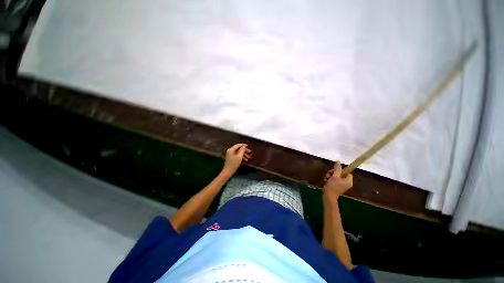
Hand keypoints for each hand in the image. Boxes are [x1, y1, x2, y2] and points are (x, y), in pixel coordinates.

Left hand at [223, 144, 250, 174]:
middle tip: (250, 152)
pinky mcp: (231, 158)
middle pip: (238, 149)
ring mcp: (230, 155)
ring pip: (238, 153)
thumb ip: (242, 151)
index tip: (248, 145)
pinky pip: (237, 155)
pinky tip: (245, 160)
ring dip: (244, 154)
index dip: (243, 145)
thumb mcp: (239, 157)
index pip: (238, 145)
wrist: (228, 171)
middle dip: (244, 150)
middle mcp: (230, 151)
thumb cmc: (234, 164)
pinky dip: (241, 157)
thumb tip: (244, 146)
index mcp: (231, 150)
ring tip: (249, 157)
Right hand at [323, 161, 352, 197]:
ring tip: (326, 178)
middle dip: (333, 173)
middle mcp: (346, 183)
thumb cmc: (333, 186)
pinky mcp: (337, 187)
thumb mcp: (334, 176)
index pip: (347, 172)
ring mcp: (342, 185)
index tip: (335, 171)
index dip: (341, 170)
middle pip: (340, 174)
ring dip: (330, 176)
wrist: (328, 196)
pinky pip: (334, 180)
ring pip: (336, 176)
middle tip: (328, 174)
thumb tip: (338, 161)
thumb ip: (337, 169)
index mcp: (348, 181)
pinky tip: (326, 181)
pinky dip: (329, 179)